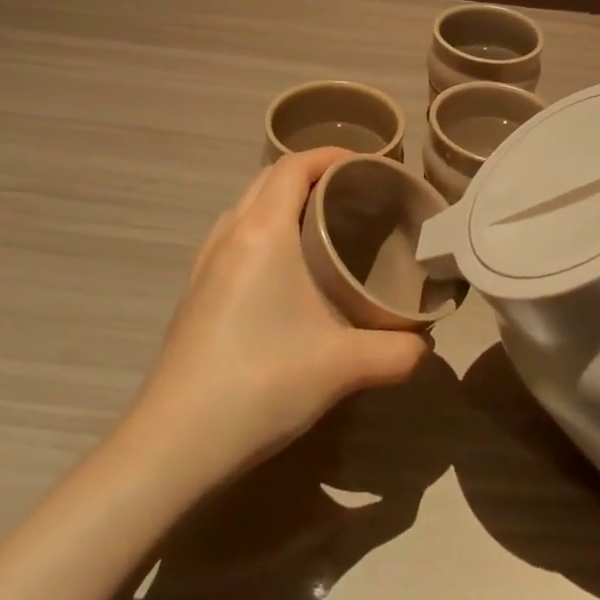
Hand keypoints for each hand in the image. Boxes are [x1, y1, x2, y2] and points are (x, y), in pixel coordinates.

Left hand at [131, 148, 429, 481]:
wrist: (174, 444)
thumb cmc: (261, 385)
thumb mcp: (343, 367)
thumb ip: (397, 351)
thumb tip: (425, 344)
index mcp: (263, 232)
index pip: (294, 166)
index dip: (331, 155)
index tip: (368, 165)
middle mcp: (230, 234)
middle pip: (268, 177)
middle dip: (311, 172)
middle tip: (354, 193)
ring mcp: (205, 262)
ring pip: (246, 205)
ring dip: (282, 198)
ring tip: (321, 223)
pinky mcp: (194, 290)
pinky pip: (233, 234)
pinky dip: (262, 226)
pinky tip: (284, 267)